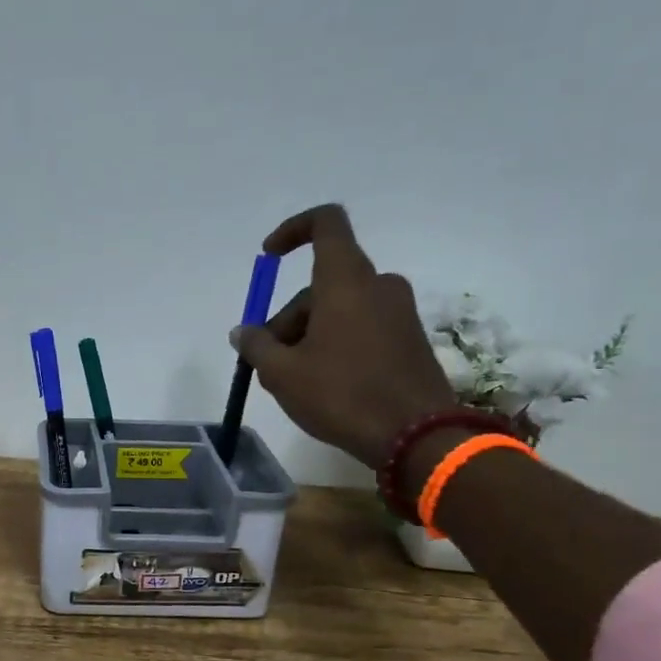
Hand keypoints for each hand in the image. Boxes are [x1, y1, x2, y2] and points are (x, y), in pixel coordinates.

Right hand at [229, 205, 455, 470]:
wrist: (417, 436)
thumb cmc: (342, 395)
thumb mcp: (282, 374)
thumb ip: (256, 346)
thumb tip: (243, 332)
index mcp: (346, 281)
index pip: (325, 224)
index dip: (293, 230)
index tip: (269, 256)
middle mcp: (377, 285)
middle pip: (321, 284)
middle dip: (288, 317)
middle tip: (268, 362)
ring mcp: (398, 312)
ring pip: (339, 309)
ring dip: (308, 335)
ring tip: (291, 382)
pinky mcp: (409, 339)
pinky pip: (361, 327)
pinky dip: (335, 344)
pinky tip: (322, 384)